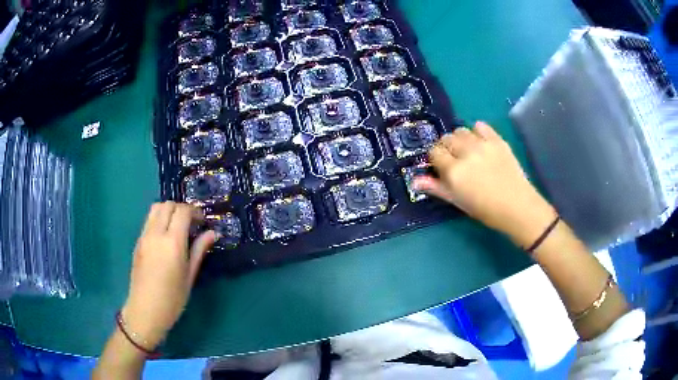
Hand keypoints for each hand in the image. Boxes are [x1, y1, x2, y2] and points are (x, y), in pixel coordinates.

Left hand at [121, 202, 217, 348]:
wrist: (145, 310)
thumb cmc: (172, 298)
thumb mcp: (190, 275)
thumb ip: (199, 250)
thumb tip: (213, 233)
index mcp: (172, 243)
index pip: (182, 211)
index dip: (194, 211)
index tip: (202, 222)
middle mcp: (156, 234)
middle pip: (167, 205)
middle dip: (181, 208)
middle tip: (191, 223)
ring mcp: (144, 236)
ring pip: (155, 208)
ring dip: (168, 211)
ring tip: (177, 227)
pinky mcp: (138, 242)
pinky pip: (148, 220)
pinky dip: (159, 219)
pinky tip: (165, 237)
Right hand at [413, 121, 556, 246]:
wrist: (517, 206)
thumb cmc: (485, 209)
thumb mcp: (458, 201)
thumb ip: (436, 188)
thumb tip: (414, 180)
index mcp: (454, 171)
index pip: (434, 152)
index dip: (435, 159)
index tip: (441, 167)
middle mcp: (466, 153)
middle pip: (446, 139)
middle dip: (446, 147)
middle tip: (454, 159)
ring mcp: (483, 144)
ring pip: (461, 130)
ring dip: (460, 139)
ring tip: (467, 150)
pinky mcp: (497, 140)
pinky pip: (481, 126)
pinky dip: (477, 131)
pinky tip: (480, 143)